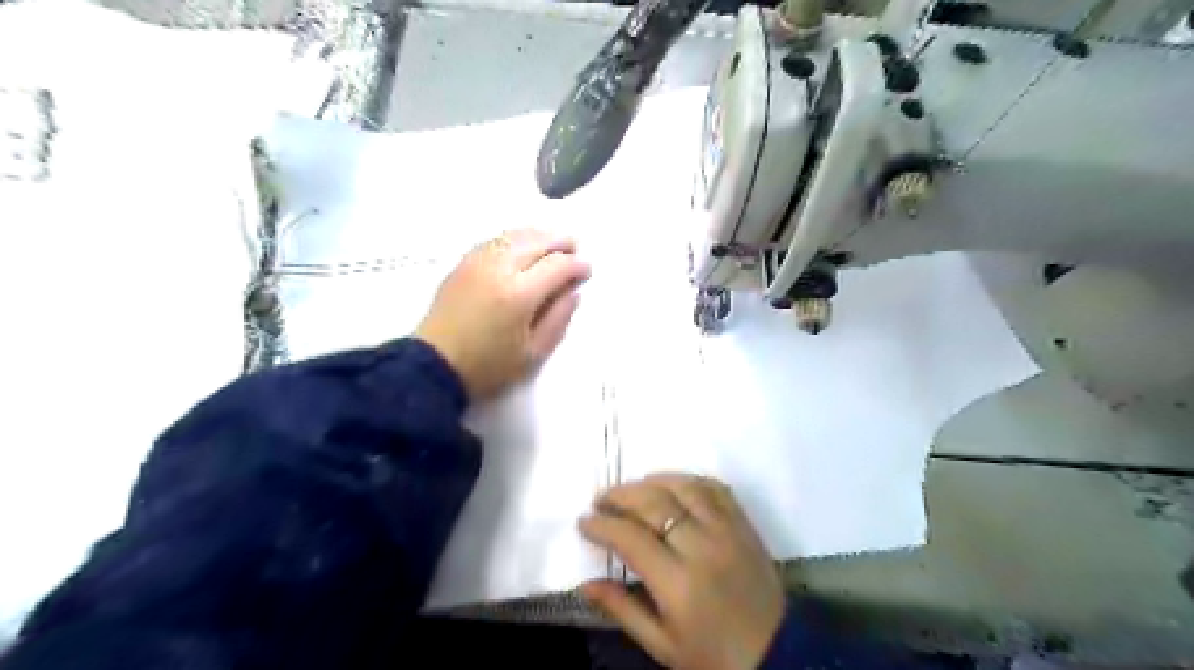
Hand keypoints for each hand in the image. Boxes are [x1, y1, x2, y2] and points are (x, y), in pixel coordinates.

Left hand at [417, 228, 591, 400]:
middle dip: (560, 242)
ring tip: (553, 243)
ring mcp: (478, 262)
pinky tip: (522, 246)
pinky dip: (515, 238)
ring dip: (538, 235)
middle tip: (574, 249)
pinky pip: (495, 240)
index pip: (557, 265)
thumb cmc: (488, 366)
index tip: (587, 271)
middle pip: (537, 241)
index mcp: (520, 294)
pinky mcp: (463, 264)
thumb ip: (558, 319)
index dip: (577, 265)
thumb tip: (573, 292)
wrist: (434, 365)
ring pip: (515, 235)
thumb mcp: (533, 354)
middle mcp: (500, 269)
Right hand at [579, 473, 784, 665]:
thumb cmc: (713, 657)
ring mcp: (727, 531)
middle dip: (621, 495)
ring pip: (684, 487)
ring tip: (631, 489)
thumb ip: (621, 609)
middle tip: (601, 500)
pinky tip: (672, 486)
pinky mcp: (744, 524)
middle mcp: (702, 548)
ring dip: (652, 481)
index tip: (584, 522)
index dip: (602, 525)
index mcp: (679, 584)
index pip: (631, 538)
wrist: (778, 654)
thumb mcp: (662, 645)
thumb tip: (584, 583)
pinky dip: (689, 480)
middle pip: (654, 503)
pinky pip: (715, 488)